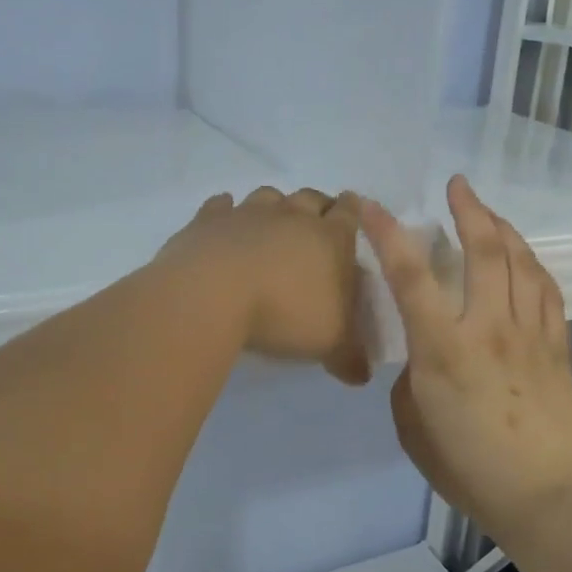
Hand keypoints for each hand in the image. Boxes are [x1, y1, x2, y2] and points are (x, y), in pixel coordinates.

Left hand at [160, 186, 370, 385]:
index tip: (352, 213)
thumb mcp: (330, 344)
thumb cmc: (285, 314)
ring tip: (272, 224)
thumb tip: (362, 375)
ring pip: (268, 196)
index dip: (353, 211)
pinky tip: (224, 222)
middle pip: (311, 197)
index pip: (350, 213)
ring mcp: (248, 212)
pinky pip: (220, 206)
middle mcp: (292, 215)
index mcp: (331, 238)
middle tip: (316, 224)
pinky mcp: (209, 220)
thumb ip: (350, 357)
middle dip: (317, 206)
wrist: (213, 295)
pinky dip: (225, 211)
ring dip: (274, 206)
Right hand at [361, 175, 571, 545]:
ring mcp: (529, 333)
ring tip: (489, 213)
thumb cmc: (468, 468)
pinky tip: (525, 258)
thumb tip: (423, 357)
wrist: (544, 497)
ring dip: (503, 228)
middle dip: (468, 209)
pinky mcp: (558, 345)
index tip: (372, 205)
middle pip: (483, 250)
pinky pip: (547, 290)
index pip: (411, 274)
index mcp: (443, 348)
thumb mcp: (413, 426)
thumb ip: (413, 379)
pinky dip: (532, 264)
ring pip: (521, 262)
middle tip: (458, 185)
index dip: (388, 233)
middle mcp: (489, 327)